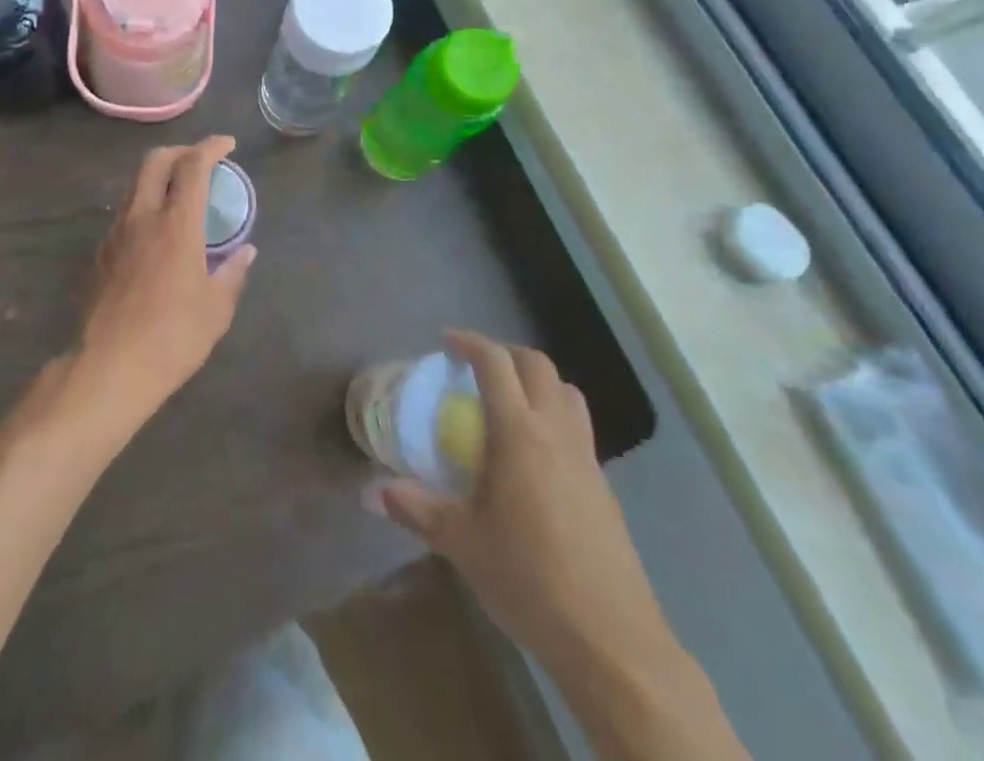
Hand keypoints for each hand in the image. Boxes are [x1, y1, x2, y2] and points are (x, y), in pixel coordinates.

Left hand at [71, 137, 254, 429]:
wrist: (110, 367)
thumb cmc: (173, 337)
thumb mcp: (216, 309)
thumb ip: (232, 273)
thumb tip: (246, 252)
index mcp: (176, 224)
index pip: (193, 166)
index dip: (211, 147)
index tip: (227, 144)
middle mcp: (142, 217)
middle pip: (154, 161)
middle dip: (179, 151)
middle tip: (200, 161)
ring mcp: (116, 233)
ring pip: (134, 185)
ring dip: (158, 177)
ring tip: (178, 195)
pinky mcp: (100, 254)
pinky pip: (124, 214)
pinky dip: (143, 206)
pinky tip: (155, 233)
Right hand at [379, 332, 674, 672]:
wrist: (611, 641)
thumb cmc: (528, 577)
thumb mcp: (461, 542)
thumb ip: (416, 509)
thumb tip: (372, 492)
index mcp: (519, 433)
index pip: (496, 363)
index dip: (470, 342)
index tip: (446, 342)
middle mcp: (557, 432)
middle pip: (538, 365)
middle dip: (505, 355)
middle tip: (475, 368)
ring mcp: (587, 458)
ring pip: (567, 393)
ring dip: (537, 382)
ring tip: (509, 404)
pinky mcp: (605, 488)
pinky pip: (578, 429)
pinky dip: (554, 419)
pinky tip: (534, 459)